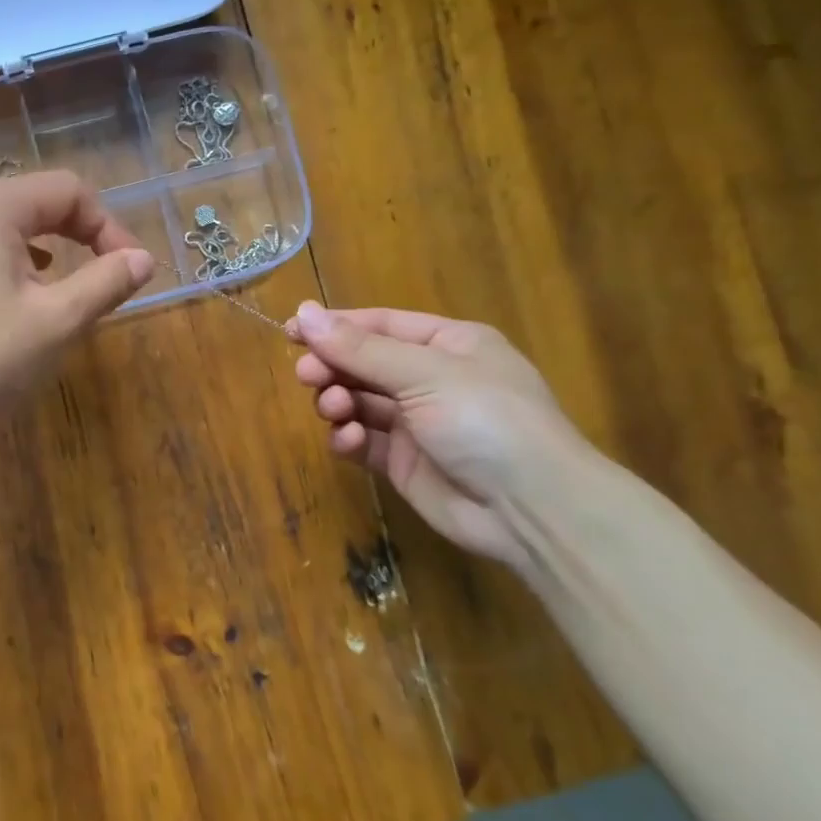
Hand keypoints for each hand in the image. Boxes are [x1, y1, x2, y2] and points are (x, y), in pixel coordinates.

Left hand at [0, 171, 154, 443]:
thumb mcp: (55, 321)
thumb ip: (105, 283)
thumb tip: (143, 260)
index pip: (72, 191)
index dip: (111, 227)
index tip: (132, 272)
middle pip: (45, 203)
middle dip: (86, 237)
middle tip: (113, 279)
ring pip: (20, 229)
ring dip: (59, 253)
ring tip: (77, 291)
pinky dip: (27, 267)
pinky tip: (32, 298)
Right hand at [288, 303, 589, 568]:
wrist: (529, 508)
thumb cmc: (485, 420)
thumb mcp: (423, 373)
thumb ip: (359, 348)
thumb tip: (303, 312)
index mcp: (448, 344)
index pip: (379, 325)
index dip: (334, 326)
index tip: (291, 331)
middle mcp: (431, 378)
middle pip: (364, 363)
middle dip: (333, 367)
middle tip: (307, 375)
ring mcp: (417, 422)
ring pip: (359, 401)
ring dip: (339, 401)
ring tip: (336, 410)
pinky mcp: (404, 462)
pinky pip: (364, 440)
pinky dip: (350, 438)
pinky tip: (350, 441)